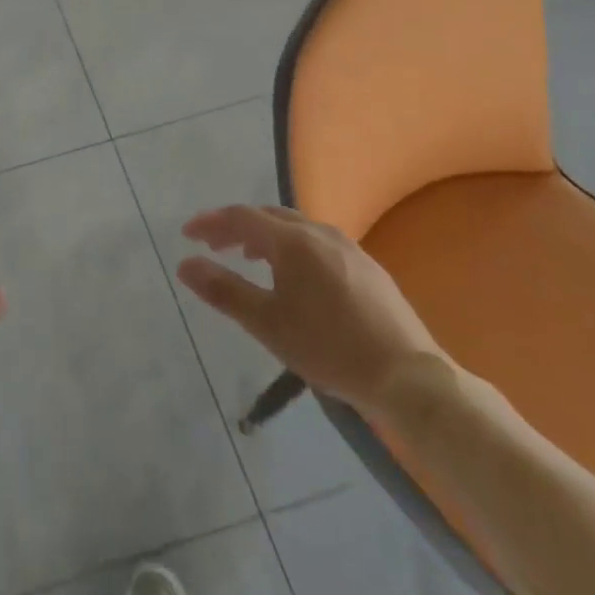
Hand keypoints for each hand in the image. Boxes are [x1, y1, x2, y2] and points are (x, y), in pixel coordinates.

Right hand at [177, 205, 443, 415]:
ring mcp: (348, 247)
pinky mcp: (368, 266)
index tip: (188, 234)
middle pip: (269, 216)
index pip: (241, 217)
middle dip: (237, 226)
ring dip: (266, 235)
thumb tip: (184, 265)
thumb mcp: (268, 324)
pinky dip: (293, 246)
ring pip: (296, 227)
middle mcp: (320, 233)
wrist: (409, 378)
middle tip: (214, 245)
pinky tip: (296, 276)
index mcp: (293, 242)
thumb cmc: (330, 349)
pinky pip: (318, 242)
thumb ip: (224, 290)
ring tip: (250, 257)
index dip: (211, 222)